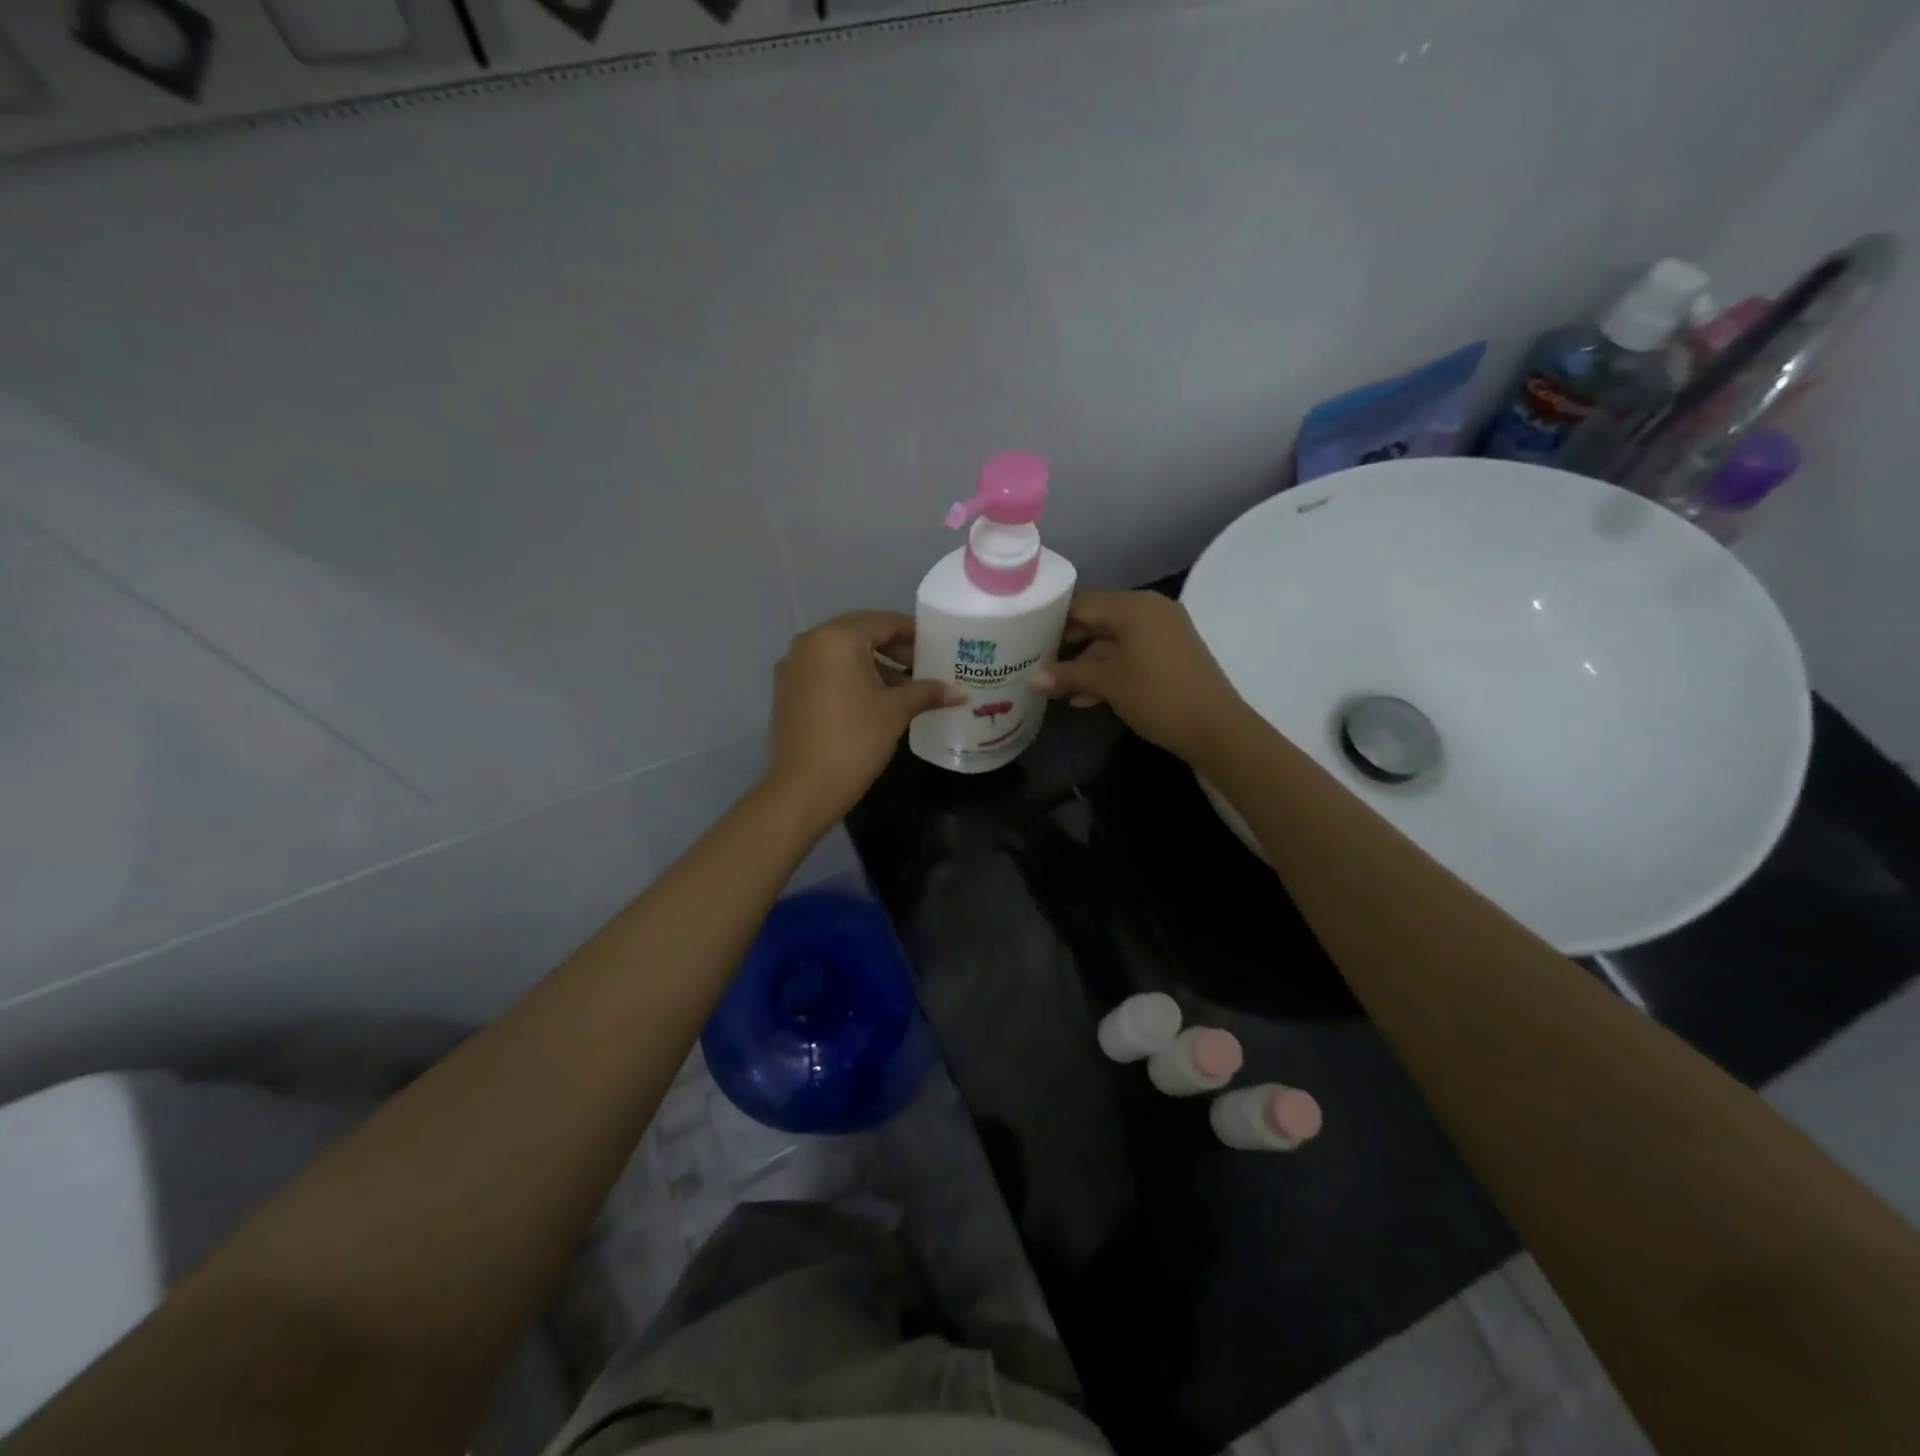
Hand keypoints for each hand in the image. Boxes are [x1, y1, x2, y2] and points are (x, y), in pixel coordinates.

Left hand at [766, 611, 960, 830]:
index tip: (937, 647)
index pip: (883, 622)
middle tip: (923, 667)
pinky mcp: (786, 689)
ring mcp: (793, 666)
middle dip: (893, 648)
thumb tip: (960, 692)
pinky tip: (872, 700)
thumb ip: (927, 692)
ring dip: (872, 664)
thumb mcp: (896, 712)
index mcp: (837, 638)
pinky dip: (849, 677)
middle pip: (860, 633)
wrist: (804, 788)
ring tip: (903, 687)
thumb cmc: (855, 740)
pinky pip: (824, 671)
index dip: (913, 633)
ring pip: (841, 654)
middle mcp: (809, 642)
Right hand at [1032, 591, 1253, 763]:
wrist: (1215, 728)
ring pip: (1113, 642)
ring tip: (1060, 691)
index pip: (1082, 604)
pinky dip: (1110, 672)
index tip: (1027, 641)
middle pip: (1097, 621)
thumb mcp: (1107, 684)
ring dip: (1087, 666)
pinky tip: (1087, 698)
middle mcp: (1150, 610)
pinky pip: (1131, 655)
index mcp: (1134, 606)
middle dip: (1069, 647)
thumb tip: (1031, 679)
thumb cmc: (1157, 695)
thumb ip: (1067, 676)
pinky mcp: (1170, 655)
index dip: (1053, 622)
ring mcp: (1163, 633)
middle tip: (1038, 666)